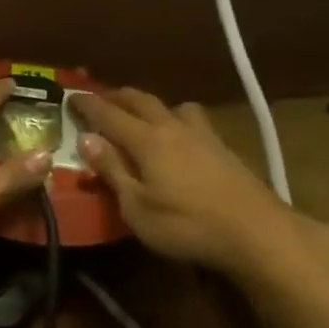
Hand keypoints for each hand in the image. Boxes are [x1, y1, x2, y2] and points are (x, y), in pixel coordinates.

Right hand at [73, 88, 296, 275]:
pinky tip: (179, 138)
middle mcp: (172, 128)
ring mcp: (203, 135)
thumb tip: (85, 139)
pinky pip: (193, 120)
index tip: (71, 96)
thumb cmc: (187, 225)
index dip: (87, 104)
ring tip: (143, 115)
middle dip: (117, 96)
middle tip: (100, 98)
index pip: (108, 114)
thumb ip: (112, 171)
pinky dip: (175, 119)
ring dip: (151, 104)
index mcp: (146, 140)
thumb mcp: (136, 207)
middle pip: (141, 100)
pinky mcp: (224, 148)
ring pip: (172, 106)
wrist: (257, 232)